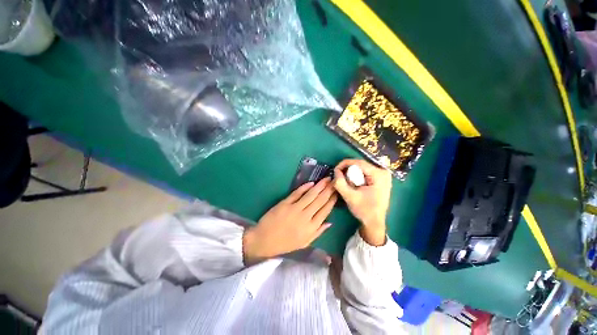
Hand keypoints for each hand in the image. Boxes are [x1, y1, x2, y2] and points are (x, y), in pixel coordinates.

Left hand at [243, 178, 337, 264]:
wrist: (264, 240)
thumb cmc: (285, 243)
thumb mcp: (304, 243)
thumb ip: (318, 232)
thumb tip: (330, 222)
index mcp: (311, 228)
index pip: (325, 211)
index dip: (332, 201)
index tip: (337, 193)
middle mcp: (305, 217)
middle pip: (320, 201)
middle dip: (329, 190)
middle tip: (335, 181)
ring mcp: (294, 208)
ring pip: (311, 195)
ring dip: (320, 186)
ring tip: (327, 179)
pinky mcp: (285, 203)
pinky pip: (297, 193)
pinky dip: (304, 187)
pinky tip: (311, 183)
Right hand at [333, 159, 391, 245]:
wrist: (375, 223)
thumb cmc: (364, 210)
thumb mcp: (350, 197)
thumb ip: (340, 183)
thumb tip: (335, 171)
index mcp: (379, 174)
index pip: (359, 162)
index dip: (344, 164)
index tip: (335, 170)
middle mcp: (383, 172)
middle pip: (360, 165)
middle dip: (348, 171)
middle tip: (341, 179)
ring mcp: (383, 175)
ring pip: (361, 169)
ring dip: (352, 175)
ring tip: (349, 185)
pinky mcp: (380, 179)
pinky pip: (365, 173)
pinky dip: (357, 177)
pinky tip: (355, 186)